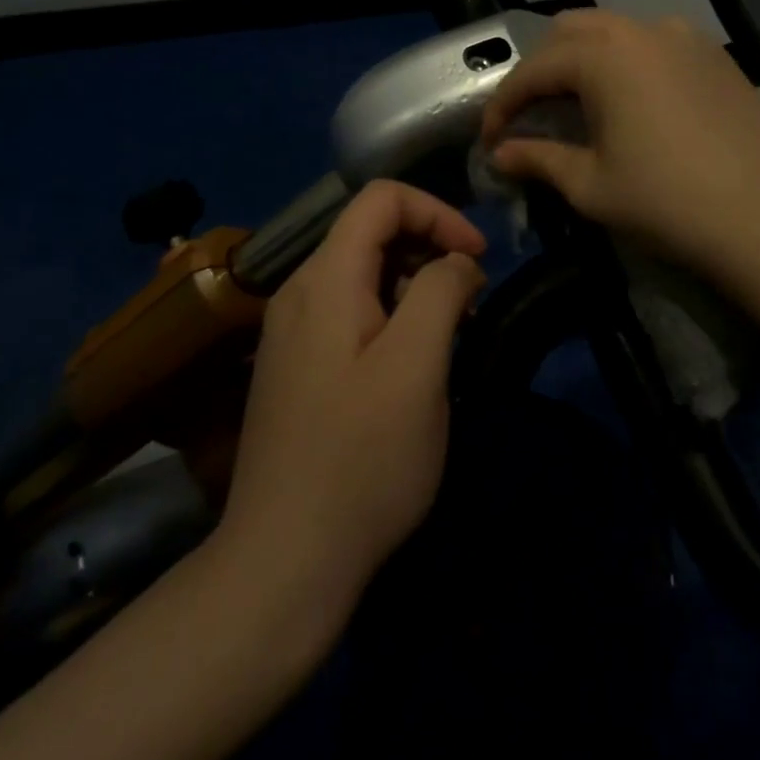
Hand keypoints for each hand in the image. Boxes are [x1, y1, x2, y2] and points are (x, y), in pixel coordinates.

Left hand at [217, 180, 486, 609]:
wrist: (283, 562)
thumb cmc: (361, 459)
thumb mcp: (417, 367)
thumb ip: (440, 291)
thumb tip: (456, 262)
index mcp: (324, 278)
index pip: (381, 198)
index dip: (437, 212)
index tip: (476, 259)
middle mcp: (299, 291)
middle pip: (371, 232)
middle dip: (430, 250)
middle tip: (469, 303)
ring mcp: (291, 330)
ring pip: (364, 273)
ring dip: (414, 286)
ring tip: (448, 336)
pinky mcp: (296, 365)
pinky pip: (350, 311)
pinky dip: (391, 316)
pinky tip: (411, 366)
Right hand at [482, 10, 759, 278]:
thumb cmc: (666, 201)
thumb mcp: (590, 185)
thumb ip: (537, 159)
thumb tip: (499, 155)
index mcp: (603, 55)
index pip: (534, 70)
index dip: (504, 104)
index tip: (490, 139)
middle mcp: (641, 30)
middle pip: (571, 31)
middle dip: (542, 68)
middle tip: (533, 113)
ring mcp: (684, 36)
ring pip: (615, 30)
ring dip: (584, 58)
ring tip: (579, 103)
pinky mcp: (714, 54)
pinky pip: (654, 42)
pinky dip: (627, 61)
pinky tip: (633, 100)